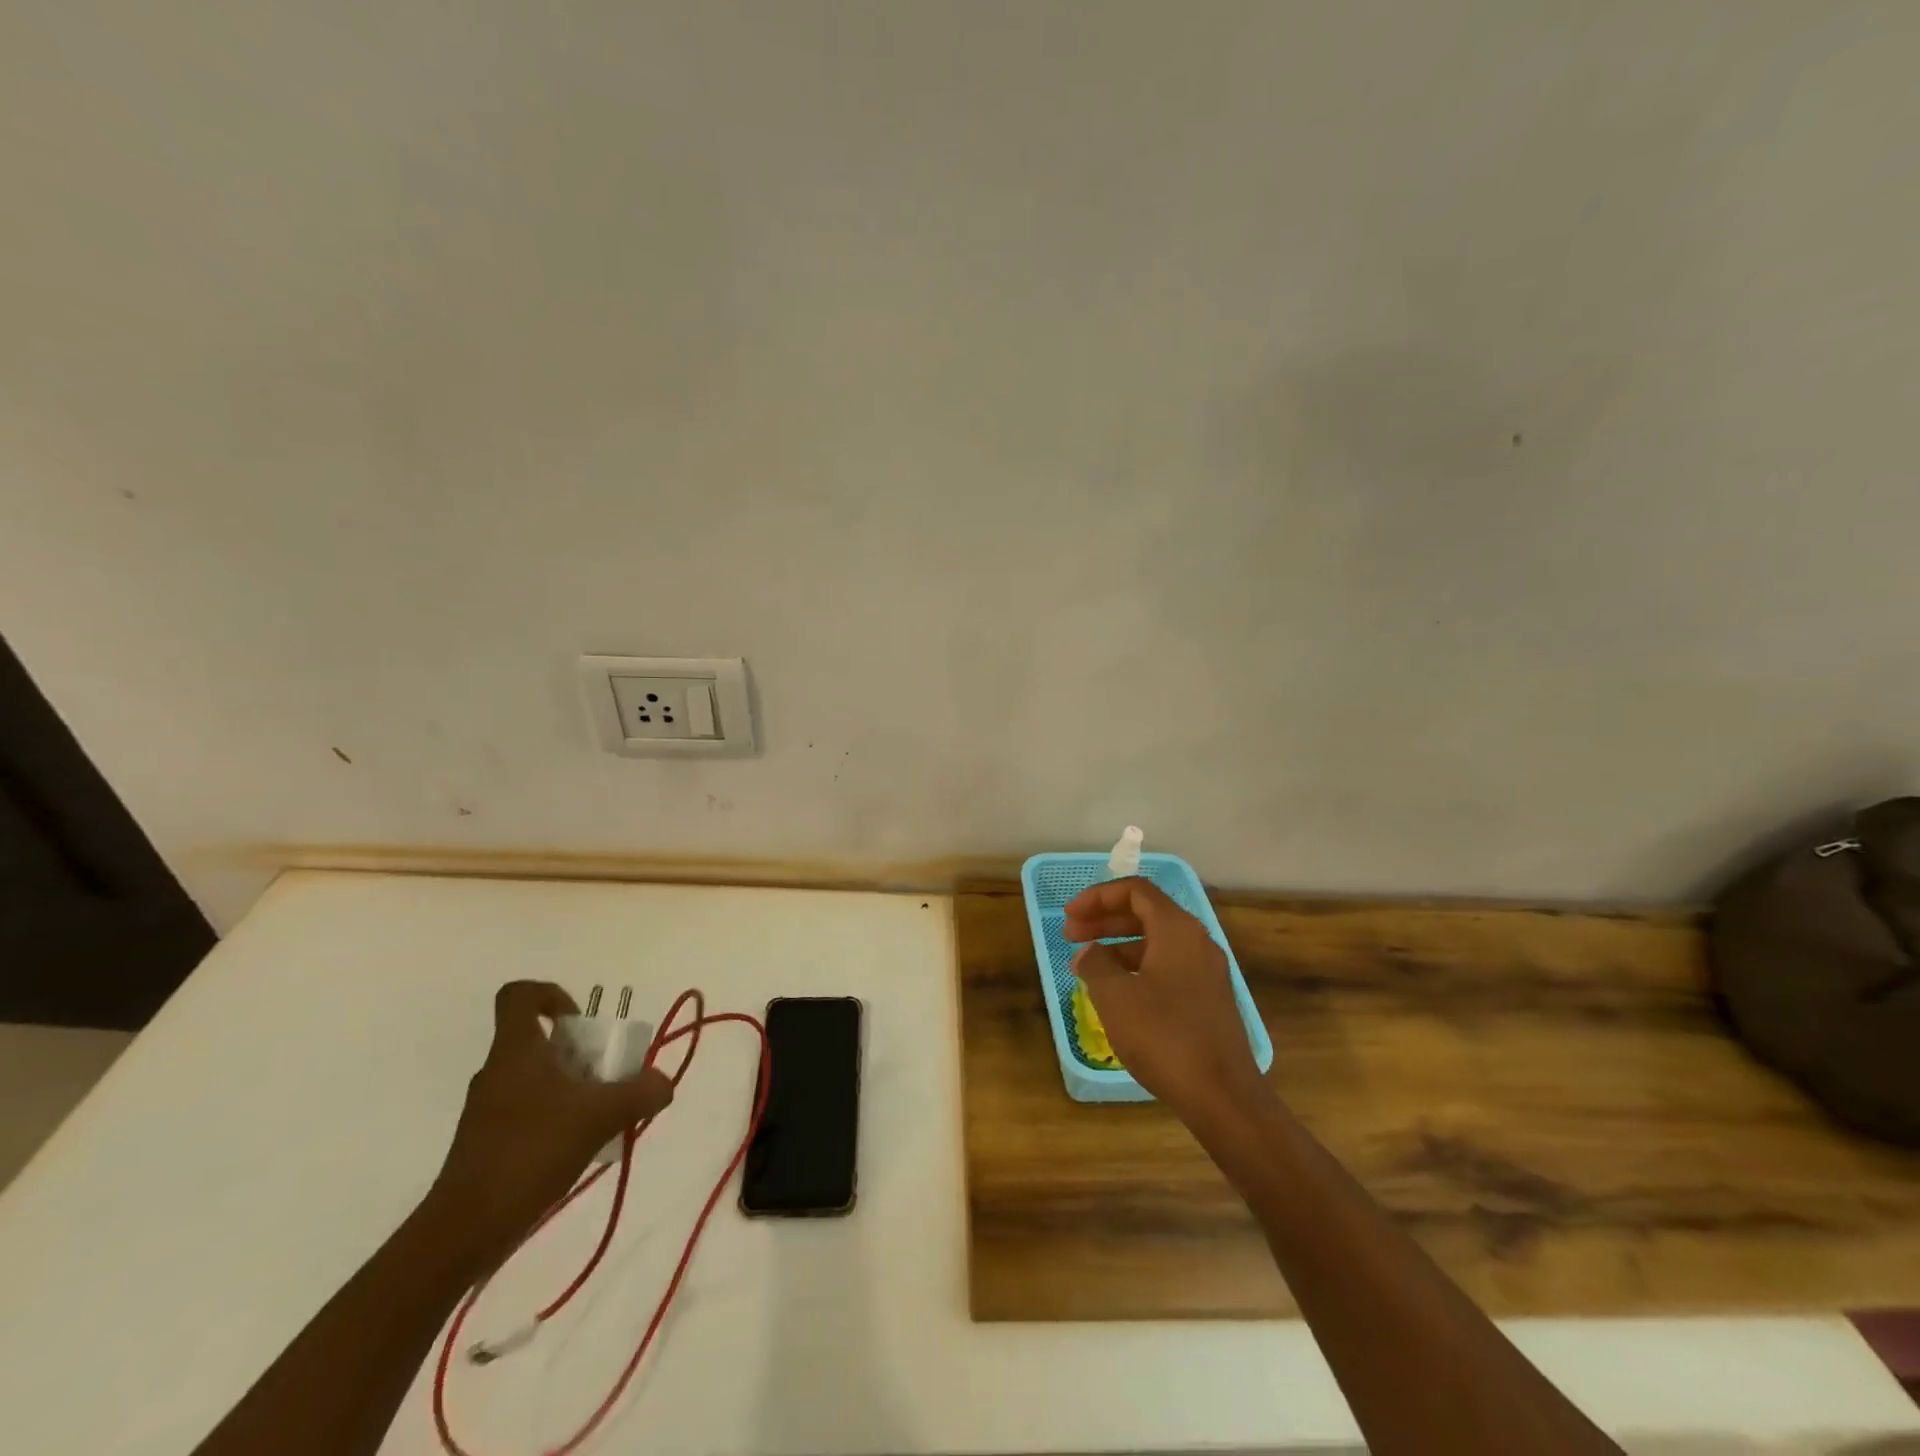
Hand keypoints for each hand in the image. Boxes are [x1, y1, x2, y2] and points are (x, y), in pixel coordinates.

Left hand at [428, 981, 673, 1262]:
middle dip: (579, 1050)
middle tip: (608, 1074)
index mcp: (516, 1051)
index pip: (519, 996)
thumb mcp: (599, 1117)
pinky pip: (529, 1111)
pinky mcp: (487, 1143)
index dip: (551, 995)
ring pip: (536, 1077)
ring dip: (572, 1086)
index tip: (580, 1022)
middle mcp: (498, 1071)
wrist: (463, 1232)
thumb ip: (640, 1093)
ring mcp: (488, 1109)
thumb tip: (664, 1083)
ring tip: (602, 1115)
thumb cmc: (529, 1153)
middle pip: (538, 1040)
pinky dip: (557, 1117)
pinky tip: (580, 1146)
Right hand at [1064, 878, 1266, 1119]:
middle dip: (1104, 919)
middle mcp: (1196, 941)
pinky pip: (1167, 965)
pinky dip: (1137, 967)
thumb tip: (1089, 952)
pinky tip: (1117, 992)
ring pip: (1156, 941)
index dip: (1097, 897)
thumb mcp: (1116, 997)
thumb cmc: (1164, 1036)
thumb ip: (1095, 964)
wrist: (1223, 1096)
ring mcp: (1206, 970)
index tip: (1069, 915)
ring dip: (1118, 945)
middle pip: (1145, 912)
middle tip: (1070, 935)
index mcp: (1177, 929)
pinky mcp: (1209, 998)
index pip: (1134, 890)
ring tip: (1087, 966)